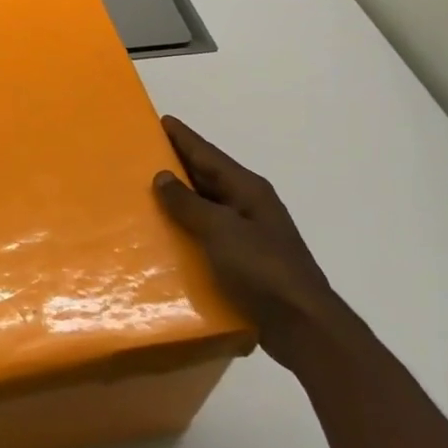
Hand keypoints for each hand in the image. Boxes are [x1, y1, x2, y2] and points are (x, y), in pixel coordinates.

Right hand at [153, 116, 340, 360]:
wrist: (303, 326)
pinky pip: (208, 235)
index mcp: (248, 190)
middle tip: (144, 153)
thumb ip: (189, 203)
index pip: (208, 154)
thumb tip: (162, 176)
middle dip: (178, 164)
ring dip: (180, 199)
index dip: (184, 138)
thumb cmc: (263, 270)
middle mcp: (249, 206)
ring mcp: (248, 235)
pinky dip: (187, 230)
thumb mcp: (221, 231)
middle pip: (208, 177)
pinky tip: (165, 236)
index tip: (161, 120)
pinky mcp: (243, 262)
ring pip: (207, 207)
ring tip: (145, 192)